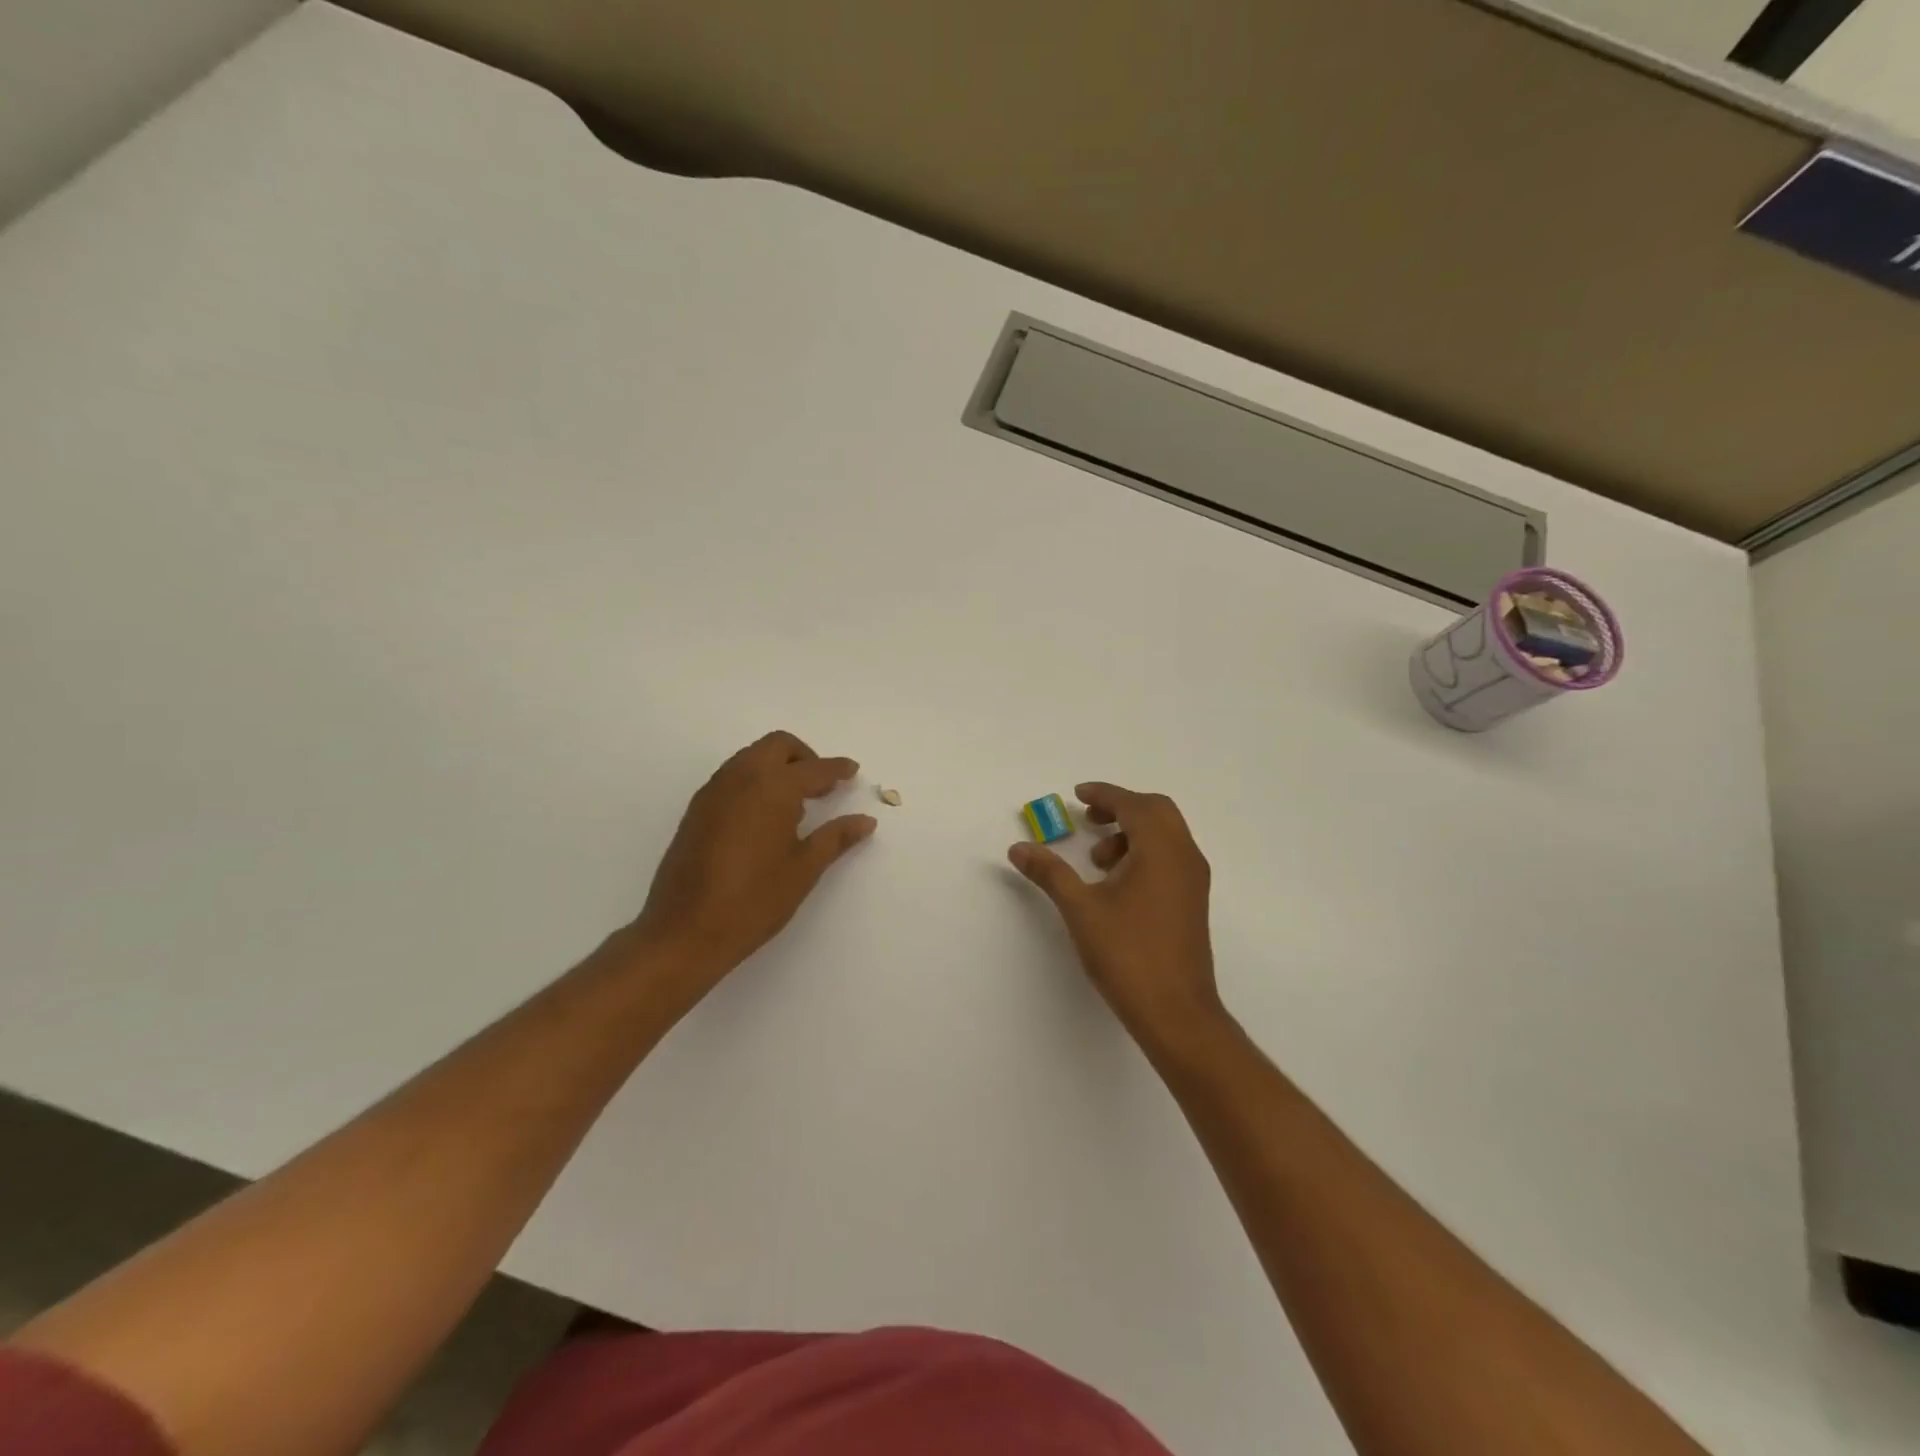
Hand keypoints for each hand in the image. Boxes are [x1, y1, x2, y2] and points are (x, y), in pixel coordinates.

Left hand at [629, 731, 875, 992]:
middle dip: (804, 757)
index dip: (837, 769)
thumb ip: (835, 837)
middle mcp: (741, 778)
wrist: (685, 931)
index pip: (813, 768)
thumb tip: (865, 821)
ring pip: (751, 758)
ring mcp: (714, 792)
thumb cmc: (754, 900)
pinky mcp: (697, 810)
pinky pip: (732, 777)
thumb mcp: (804, 869)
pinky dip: (755, 781)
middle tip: (822, 787)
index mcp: (772, 788)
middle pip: (777, 746)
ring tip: (796, 804)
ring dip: (777, 767)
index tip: (852, 771)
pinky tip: (765, 818)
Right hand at [1009, 782, 1225, 1048]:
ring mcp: (1193, 880)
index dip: (1104, 794)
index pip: (1133, 804)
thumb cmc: (1127, 954)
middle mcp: (1184, 856)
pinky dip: (1143, 853)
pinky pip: (1170, 857)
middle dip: (1120, 808)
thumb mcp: (1080, 908)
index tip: (1078, 794)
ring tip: (1096, 860)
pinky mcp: (1193, 901)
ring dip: (1131, 833)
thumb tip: (1019, 847)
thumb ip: (1049, 872)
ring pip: (1165, 835)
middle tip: (1088, 818)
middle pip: (1156, 811)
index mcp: (1161, 849)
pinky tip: (1116, 883)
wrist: (1175, 1012)